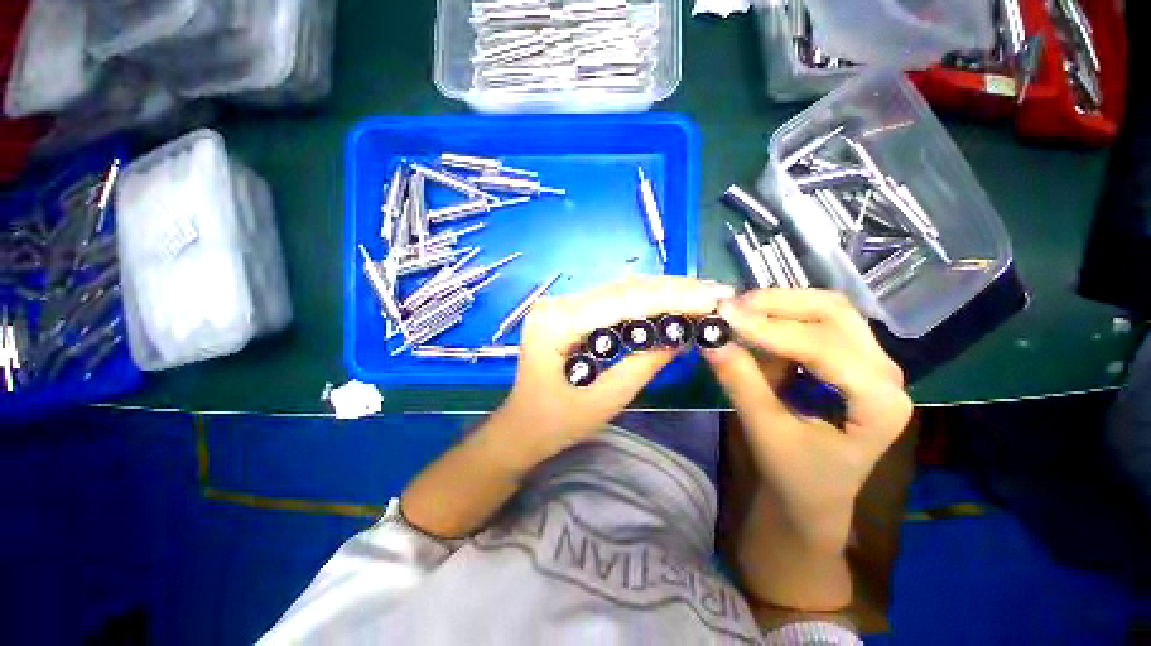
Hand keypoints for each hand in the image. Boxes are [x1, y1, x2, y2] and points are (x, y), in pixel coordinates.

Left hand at [492, 276, 735, 467]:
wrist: (519, 429)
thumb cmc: (554, 424)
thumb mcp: (604, 401)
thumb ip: (642, 365)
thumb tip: (681, 337)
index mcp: (557, 324)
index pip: (623, 301)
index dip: (672, 298)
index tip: (713, 297)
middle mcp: (557, 304)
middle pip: (622, 288)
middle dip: (672, 289)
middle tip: (715, 292)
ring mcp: (561, 305)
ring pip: (619, 290)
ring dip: (661, 290)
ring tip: (700, 293)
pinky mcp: (568, 312)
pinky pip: (611, 301)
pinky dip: (643, 300)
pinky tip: (669, 301)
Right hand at [704, 289, 912, 552]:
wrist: (814, 494)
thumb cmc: (796, 474)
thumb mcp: (765, 431)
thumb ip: (740, 382)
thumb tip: (710, 339)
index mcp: (880, 403)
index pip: (824, 347)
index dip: (770, 329)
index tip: (724, 318)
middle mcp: (886, 373)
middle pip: (834, 312)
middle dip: (776, 304)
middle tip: (729, 309)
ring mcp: (871, 360)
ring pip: (827, 308)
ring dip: (779, 305)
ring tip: (737, 313)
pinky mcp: (850, 357)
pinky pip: (817, 320)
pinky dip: (782, 315)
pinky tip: (754, 324)